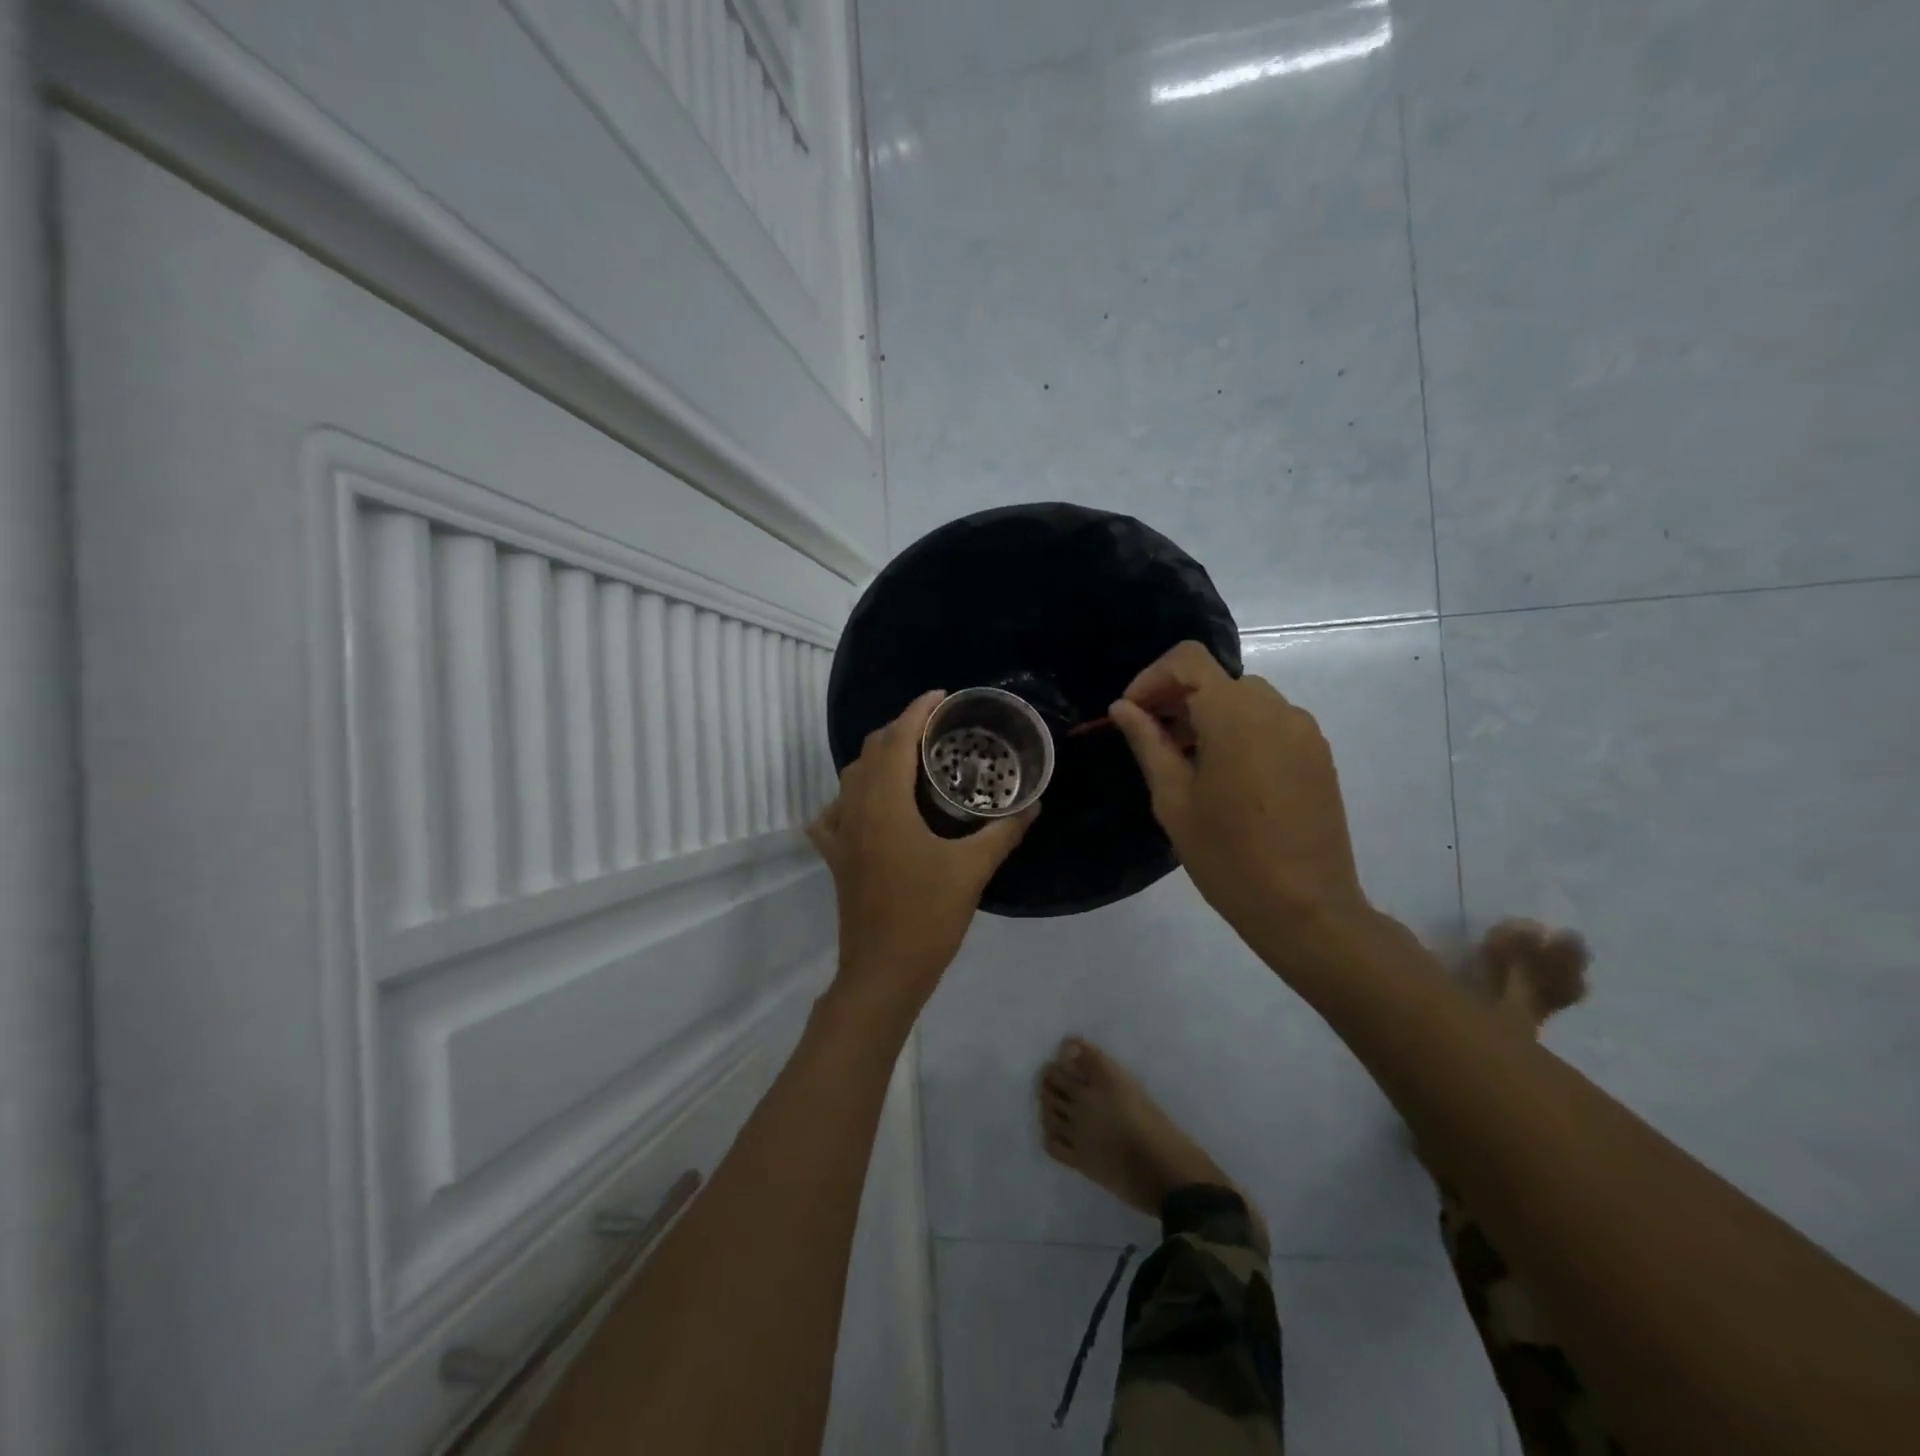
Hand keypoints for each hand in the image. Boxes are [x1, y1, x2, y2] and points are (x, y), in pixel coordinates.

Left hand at [809, 689, 1036, 1025]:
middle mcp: (855, 810)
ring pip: (851, 778)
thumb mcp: (973, 870)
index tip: (942, 697)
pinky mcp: (835, 858)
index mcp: (885, 805)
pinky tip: (871, 808)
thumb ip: (1003, 832)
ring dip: (877, 759)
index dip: (917, 711)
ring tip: (911, 761)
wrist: (883, 973)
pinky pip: (834, 814)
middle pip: (870, 752)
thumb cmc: (927, 917)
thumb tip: (1033, 804)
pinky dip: (852, 798)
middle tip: (936, 730)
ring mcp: (839, 835)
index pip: (896, 740)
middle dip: (900, 730)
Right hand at [1108, 641, 1366, 943]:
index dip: (1152, 677)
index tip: (1132, 713)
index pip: (1188, 659)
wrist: (1306, 908)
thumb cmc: (1227, 855)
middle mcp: (1275, 708)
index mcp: (1234, 714)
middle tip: (1152, 740)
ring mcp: (1303, 731)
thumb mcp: (1173, 799)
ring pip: (1244, 701)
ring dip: (1208, 716)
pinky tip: (1226, 778)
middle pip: (1216, 679)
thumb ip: (1148, 742)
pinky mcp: (1318, 754)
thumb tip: (1123, 708)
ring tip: (1187, 763)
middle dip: (1177, 699)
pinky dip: (1239, 732)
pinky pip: (1270, 724)